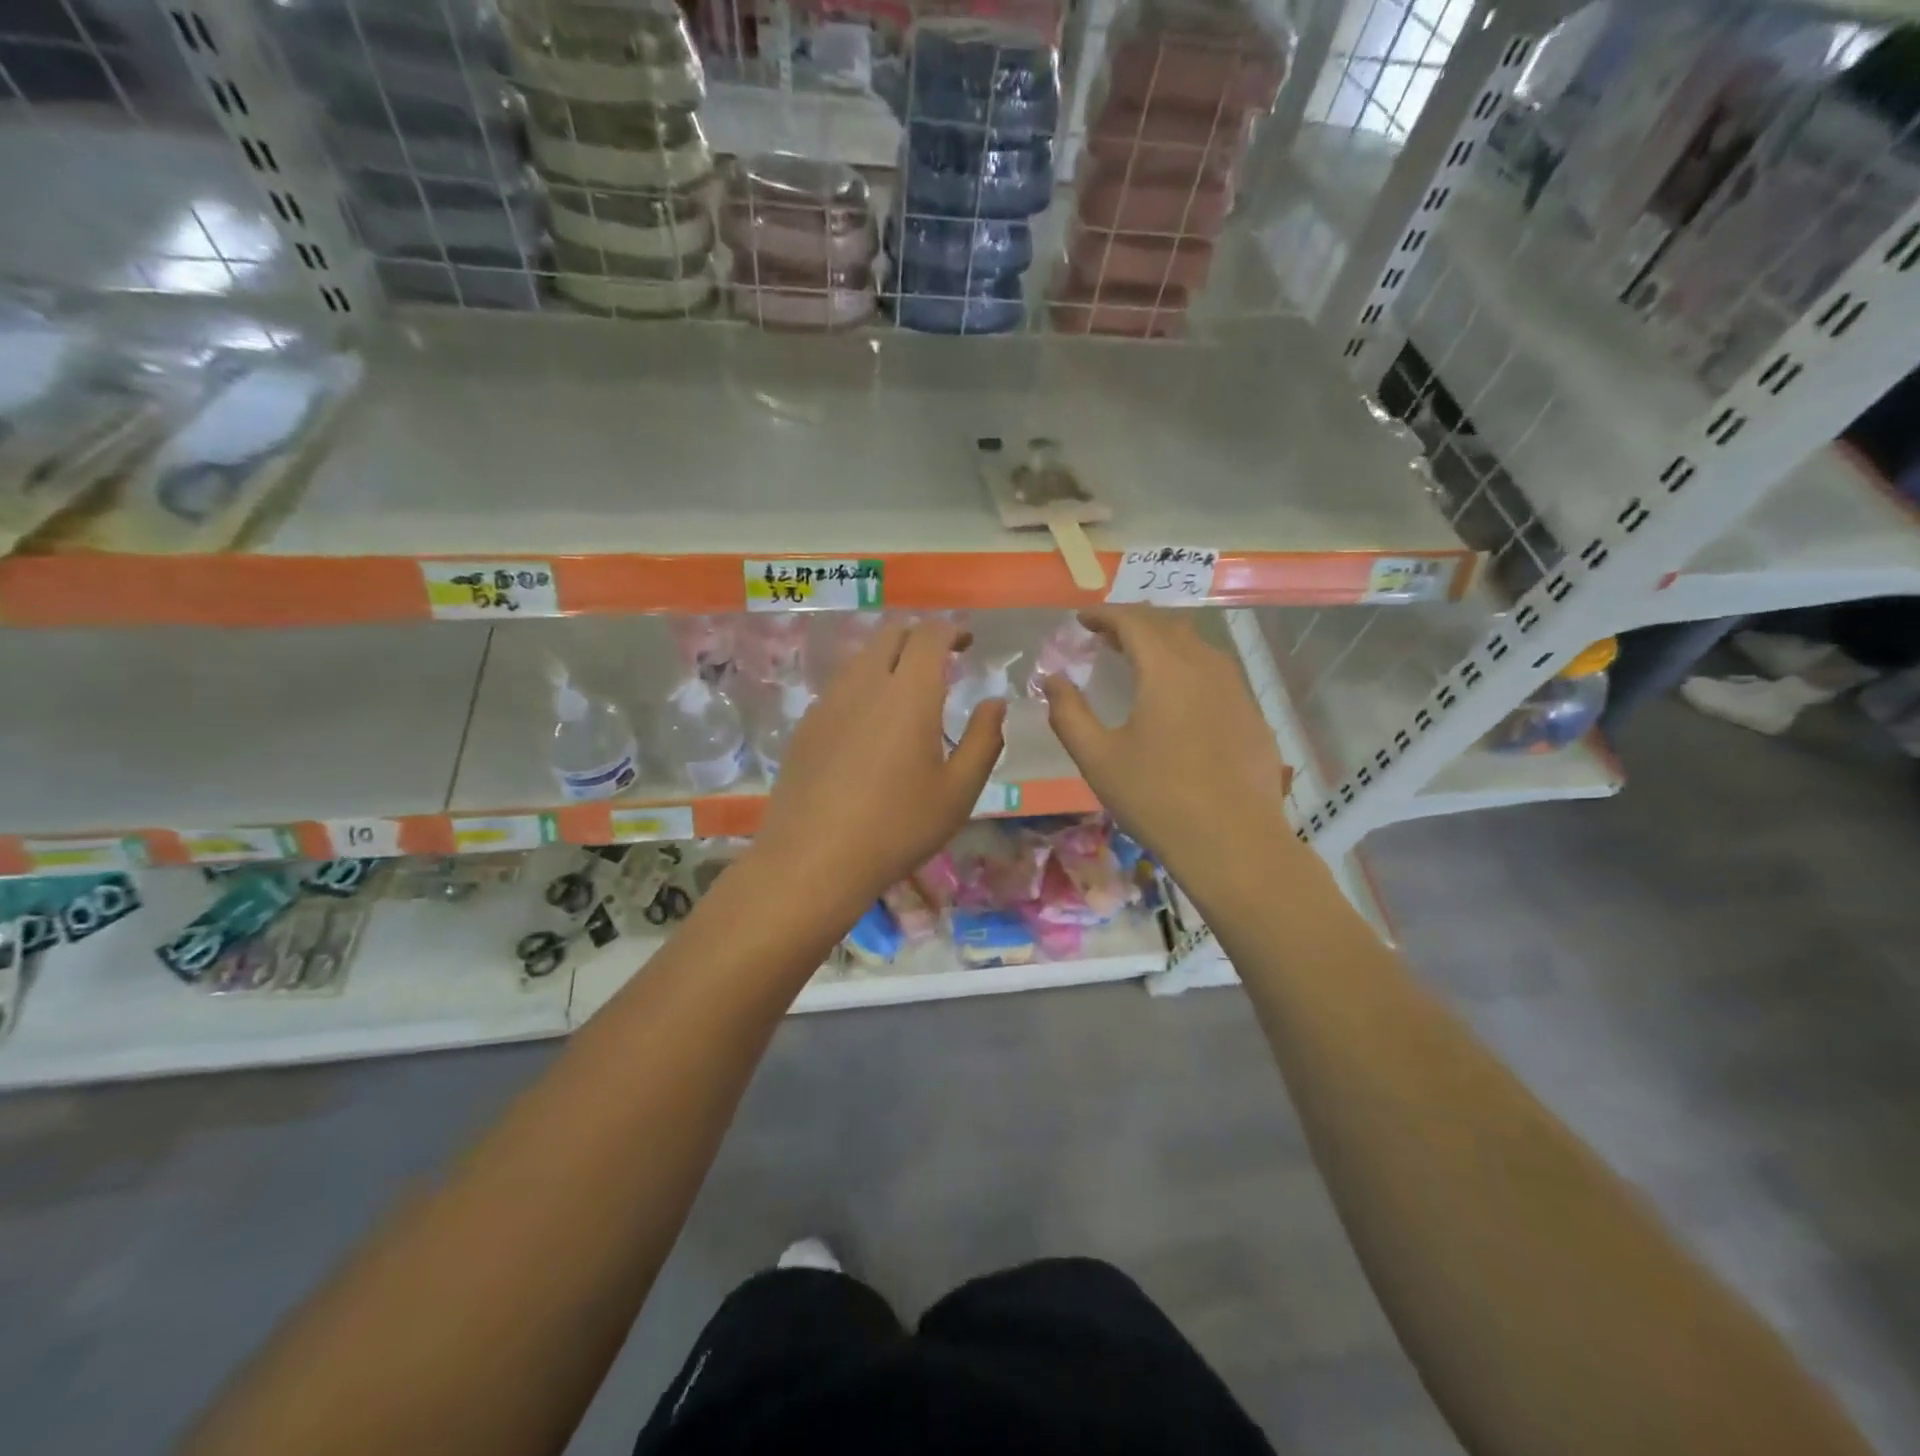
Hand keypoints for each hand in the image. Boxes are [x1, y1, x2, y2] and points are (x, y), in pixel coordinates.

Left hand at [750, 620, 1004, 918]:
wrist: (814, 859)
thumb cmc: (898, 827)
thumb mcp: (958, 792)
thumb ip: (984, 740)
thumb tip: (994, 703)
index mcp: (909, 693)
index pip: (929, 634)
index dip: (951, 629)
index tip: (966, 642)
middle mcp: (864, 684)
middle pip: (889, 633)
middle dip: (918, 635)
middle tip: (940, 660)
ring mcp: (828, 702)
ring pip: (860, 658)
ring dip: (888, 659)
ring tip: (906, 691)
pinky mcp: (805, 726)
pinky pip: (839, 687)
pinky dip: (862, 687)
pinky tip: (868, 725)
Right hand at [1042, 608, 1291, 877]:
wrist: (1233, 843)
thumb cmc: (1156, 797)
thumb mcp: (1097, 758)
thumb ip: (1068, 713)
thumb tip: (1052, 680)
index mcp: (1166, 668)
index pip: (1133, 621)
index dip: (1104, 615)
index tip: (1082, 620)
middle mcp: (1206, 666)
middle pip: (1168, 627)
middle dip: (1134, 625)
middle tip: (1106, 638)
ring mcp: (1236, 690)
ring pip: (1197, 649)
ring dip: (1164, 645)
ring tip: (1140, 663)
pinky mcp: (1253, 716)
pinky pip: (1217, 676)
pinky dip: (1189, 671)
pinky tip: (1180, 701)